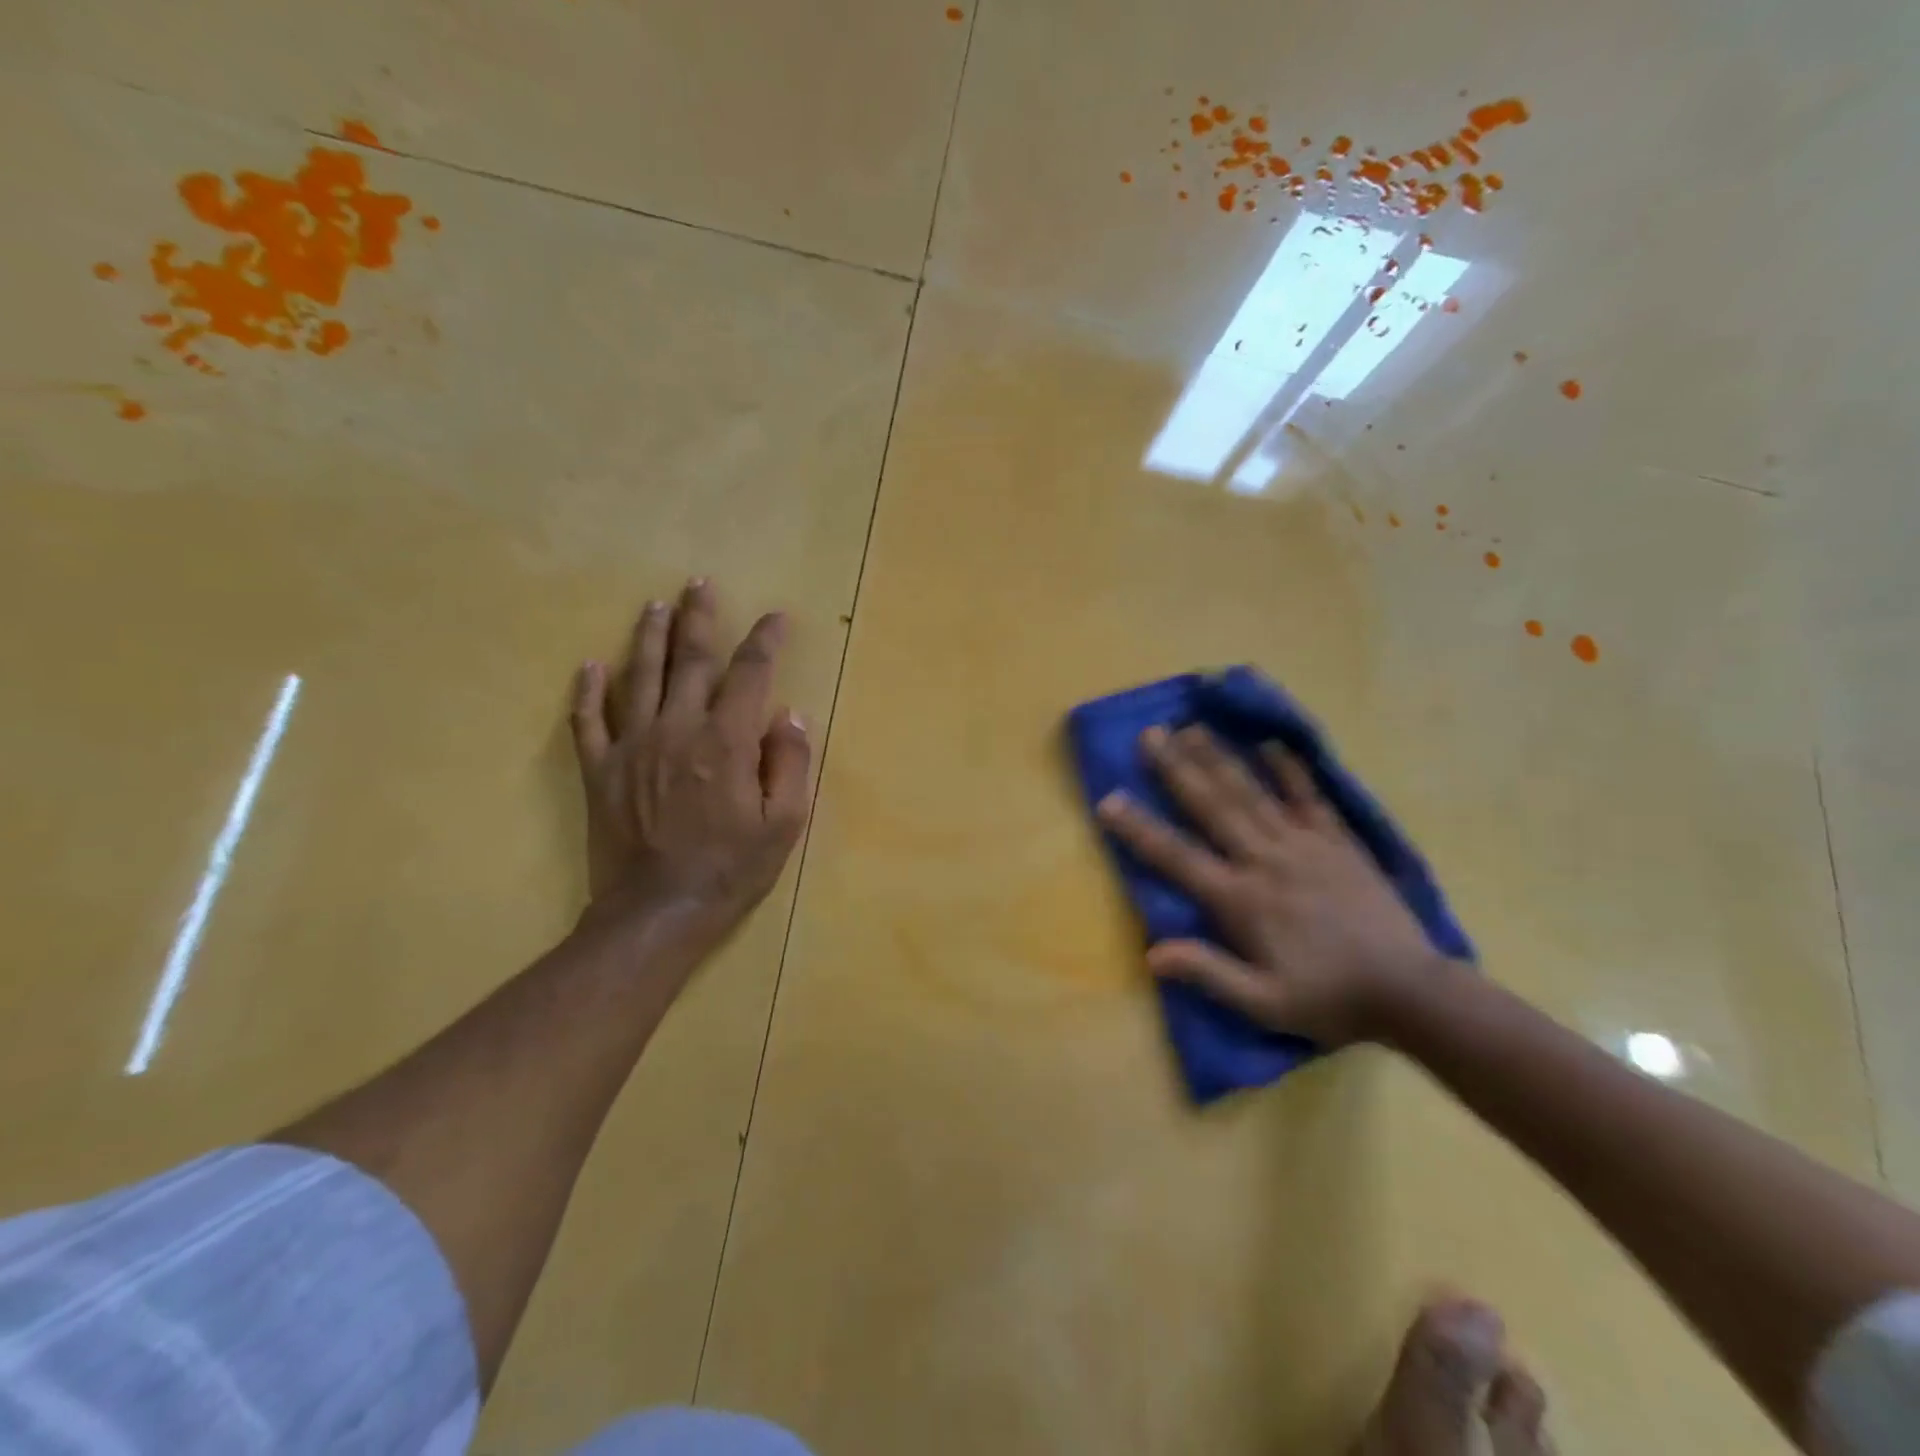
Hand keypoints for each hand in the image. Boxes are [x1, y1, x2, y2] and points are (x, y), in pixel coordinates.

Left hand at [569, 579, 811, 957]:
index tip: (776, 618)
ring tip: (655, 606)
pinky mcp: (599, 770)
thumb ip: (791, 764)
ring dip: (648, 636)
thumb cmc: (730, 870)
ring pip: (639, 676)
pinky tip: (590, 666)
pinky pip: (588, 720)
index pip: (750, 674)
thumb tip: (790, 717)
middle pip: (690, 660)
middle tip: (699, 584)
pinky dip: (588, 691)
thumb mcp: (784, 825)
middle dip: (699, 619)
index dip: (765, 641)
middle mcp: (677, 729)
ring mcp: (632, 746)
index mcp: (726, 741)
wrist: (656, 913)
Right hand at [1095, 725, 1440, 1045]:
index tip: (1108, 800)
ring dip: (1218, 757)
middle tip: (1149, 735)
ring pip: (1251, 792)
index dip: (1139, 829)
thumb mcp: (1264, 1003)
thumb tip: (1152, 952)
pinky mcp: (1336, 841)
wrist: (1410, 990)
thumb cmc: (1329, 998)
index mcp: (1241, 899)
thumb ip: (1210, 973)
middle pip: (1211, 806)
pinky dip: (1289, 769)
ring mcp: (1303, 844)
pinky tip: (1271, 743)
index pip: (1177, 856)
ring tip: (1191, 727)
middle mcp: (1264, 860)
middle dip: (1176, 769)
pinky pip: (1308, 797)